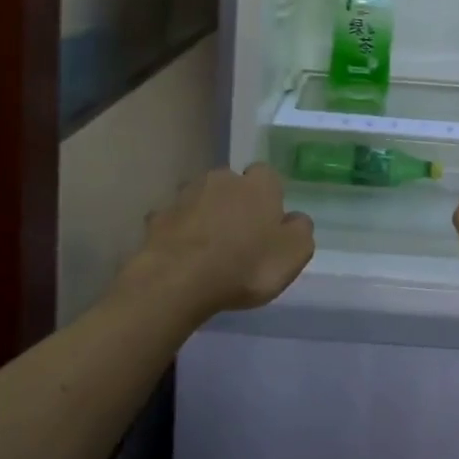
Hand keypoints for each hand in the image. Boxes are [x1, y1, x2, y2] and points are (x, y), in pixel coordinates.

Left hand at [132, 164, 314, 315]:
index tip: (267, 224)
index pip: (267, 176)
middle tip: (238, 237)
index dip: (268, 198)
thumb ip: (300, 230)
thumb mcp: (294, 254)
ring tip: (208, 249)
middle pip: (232, 185)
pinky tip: (182, 256)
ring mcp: (186, 195)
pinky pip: (175, 221)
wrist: (178, 281)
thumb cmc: (245, 265)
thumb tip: (294, 218)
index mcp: (258, 184)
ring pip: (201, 199)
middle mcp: (222, 178)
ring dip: (205, 216)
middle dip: (234, 203)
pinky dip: (180, 233)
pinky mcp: (158, 217)